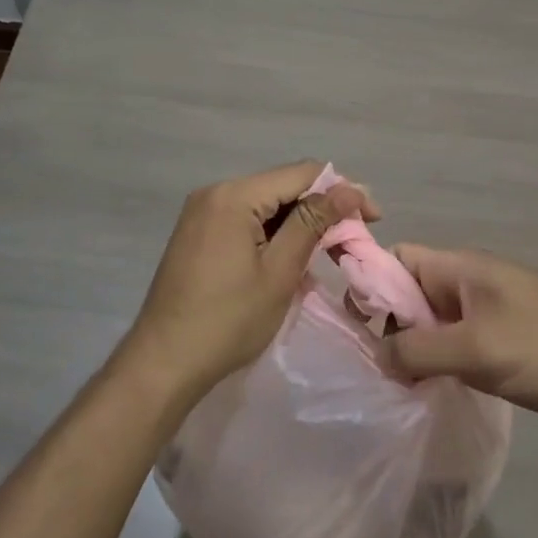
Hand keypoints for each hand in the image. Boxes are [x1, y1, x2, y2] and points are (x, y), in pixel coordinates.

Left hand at [118, 161, 377, 402]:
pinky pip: (246, 221)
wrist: (163, 363)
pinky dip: (273, 236)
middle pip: (283, 187)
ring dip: (299, 225)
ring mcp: (202, 213)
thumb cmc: (228, 320)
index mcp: (234, 196)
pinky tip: (291, 261)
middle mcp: (216, 193)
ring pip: (266, 206)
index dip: (342, 191)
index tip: (373, 218)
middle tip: (353, 241)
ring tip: (327, 255)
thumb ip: (313, 223)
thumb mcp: (279, 272)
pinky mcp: (198, 234)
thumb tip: (350, 188)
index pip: (302, 174)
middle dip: (322, 209)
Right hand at [381, 246, 537, 425]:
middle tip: (376, 367)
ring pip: (432, 323)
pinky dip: (438, 363)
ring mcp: (486, 313)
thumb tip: (377, 356)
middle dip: (389, 325)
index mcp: (459, 267)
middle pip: (410, 293)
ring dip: (414, 349)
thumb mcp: (475, 348)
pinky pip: (454, 345)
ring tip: (397, 386)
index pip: (398, 259)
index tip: (354, 325)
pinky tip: (428, 392)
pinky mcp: (500, 342)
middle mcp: (467, 284)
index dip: (370, 282)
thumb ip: (418, 350)